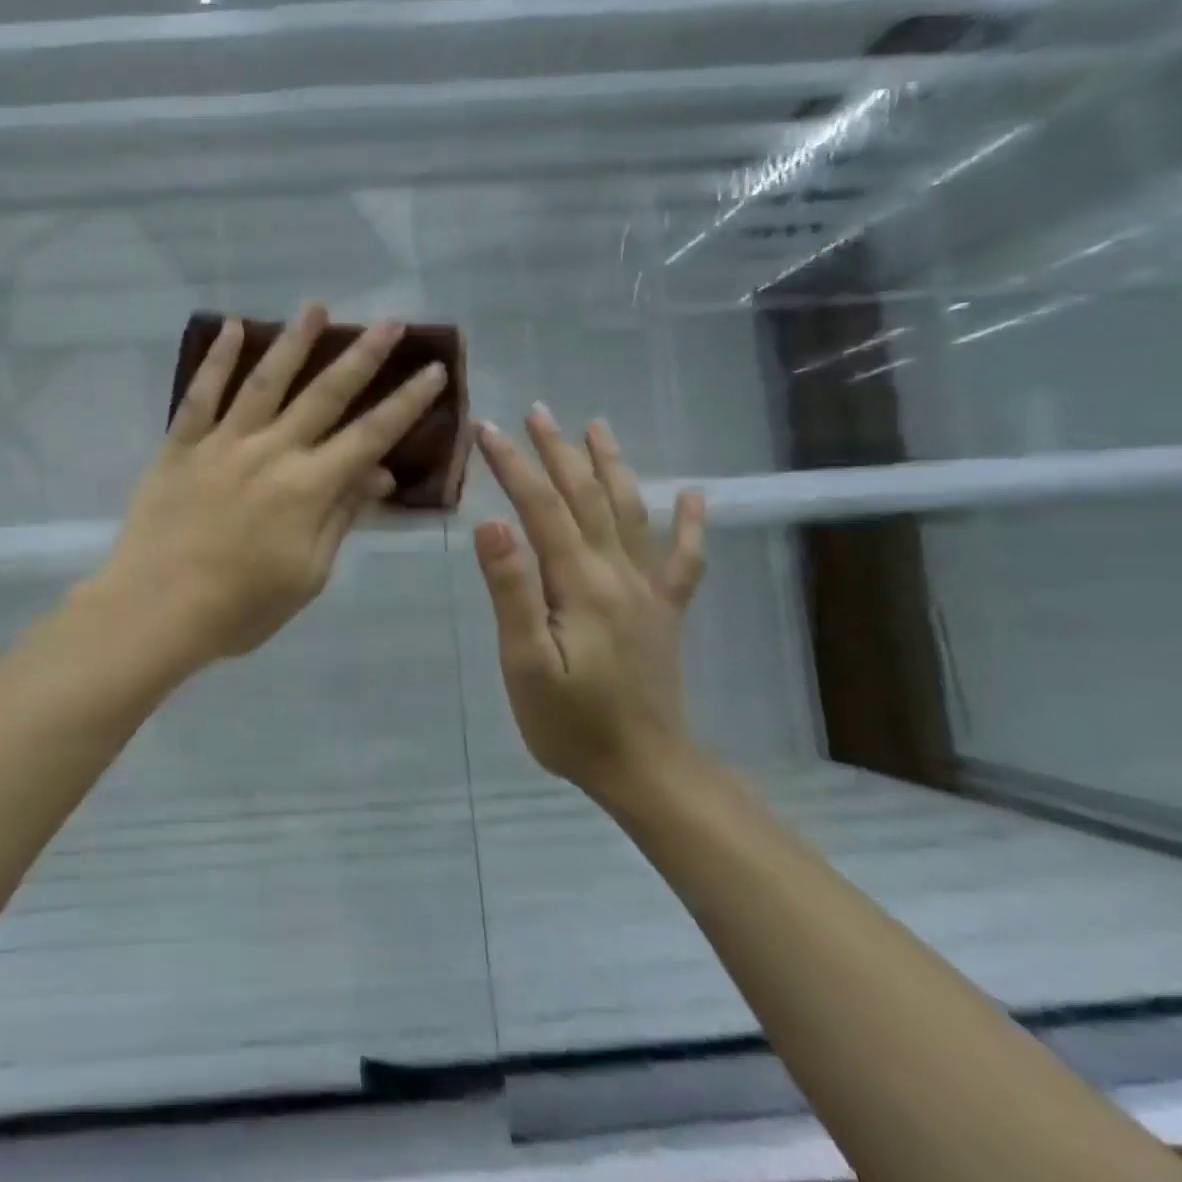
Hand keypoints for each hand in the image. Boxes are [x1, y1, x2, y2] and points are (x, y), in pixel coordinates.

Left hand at [95, 304, 447, 666]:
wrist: (155, 609)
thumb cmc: (239, 607)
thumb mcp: (307, 575)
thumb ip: (341, 518)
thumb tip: (378, 473)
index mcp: (308, 487)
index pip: (370, 436)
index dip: (406, 403)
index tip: (434, 370)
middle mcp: (271, 451)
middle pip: (325, 395)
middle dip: (363, 356)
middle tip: (389, 321)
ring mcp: (222, 444)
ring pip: (265, 381)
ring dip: (294, 341)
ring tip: (316, 307)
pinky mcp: (180, 446)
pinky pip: (201, 395)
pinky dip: (216, 359)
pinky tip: (231, 327)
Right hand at [472, 409, 706, 800]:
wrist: (645, 769)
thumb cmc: (570, 722)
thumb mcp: (526, 662)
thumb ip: (512, 590)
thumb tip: (491, 523)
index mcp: (580, 582)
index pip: (541, 508)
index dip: (514, 465)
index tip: (487, 429)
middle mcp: (619, 573)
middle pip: (588, 498)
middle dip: (558, 452)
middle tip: (537, 411)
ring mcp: (648, 590)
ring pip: (632, 513)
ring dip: (612, 467)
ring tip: (597, 429)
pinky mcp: (664, 612)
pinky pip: (682, 559)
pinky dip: (688, 524)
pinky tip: (694, 496)